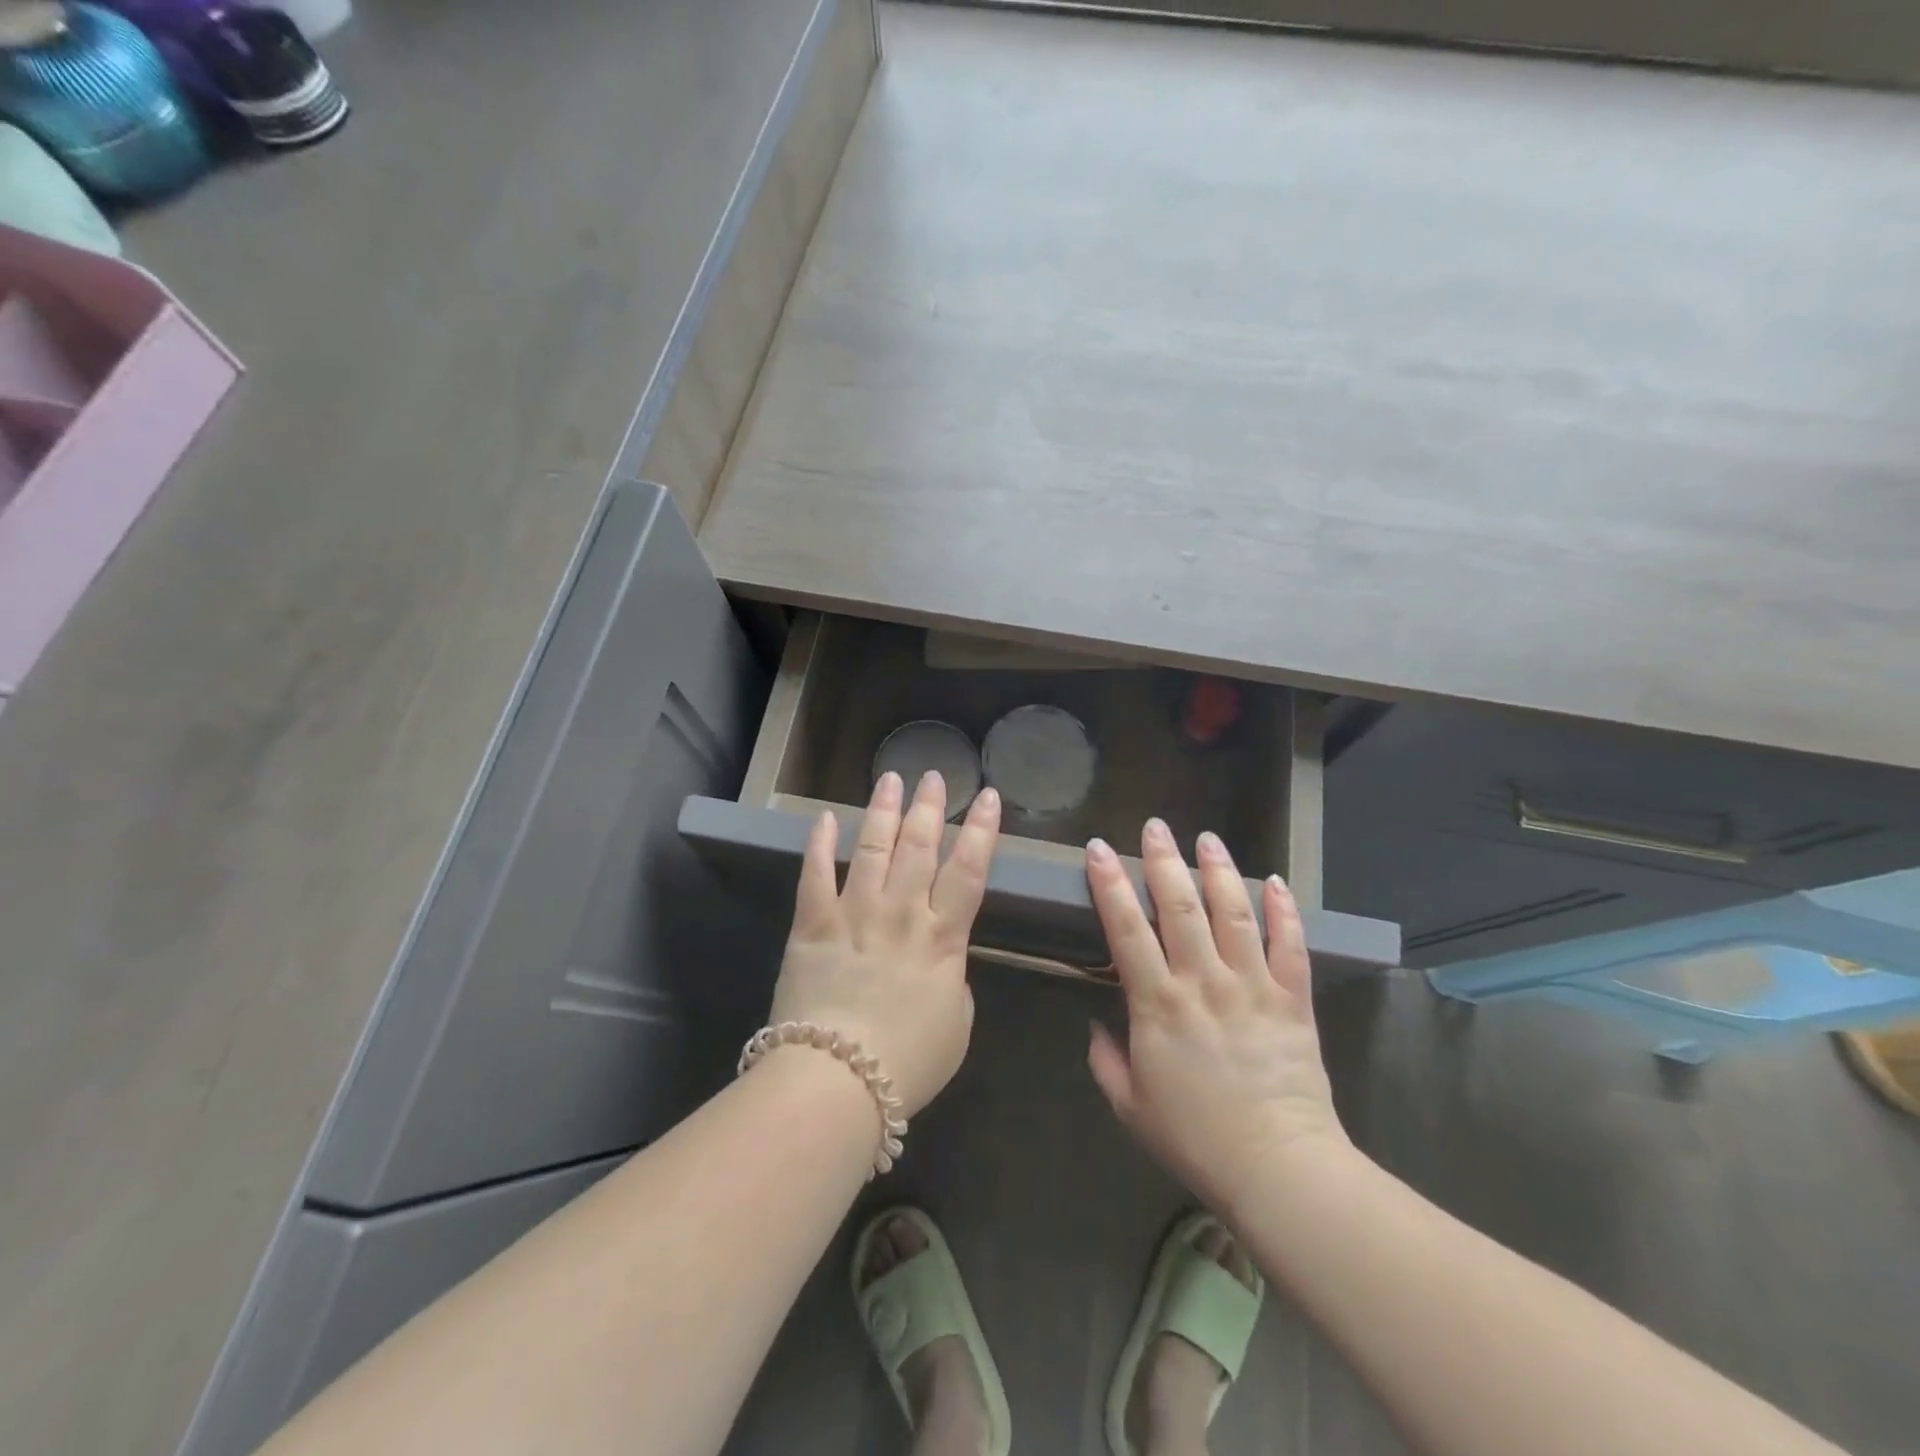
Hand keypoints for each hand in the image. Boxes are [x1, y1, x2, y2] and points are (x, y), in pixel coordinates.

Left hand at [767, 770, 1000, 1117]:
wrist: (839, 1080)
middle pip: (919, 847)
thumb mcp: (957, 1024)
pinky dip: (819, 844)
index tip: (989, 796)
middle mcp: (901, 913)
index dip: (982, 830)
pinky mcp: (812, 925)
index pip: (970, 870)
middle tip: (934, 775)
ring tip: (890, 779)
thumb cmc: (909, 1061)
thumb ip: (954, 979)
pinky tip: (825, 818)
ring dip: (882, 811)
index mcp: (943, 937)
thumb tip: (942, 960)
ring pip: (872, 848)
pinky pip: (815, 875)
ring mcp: (854, 914)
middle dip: (929, 807)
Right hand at [1084, 819, 1349, 1214]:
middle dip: (1163, 861)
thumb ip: (1106, 1060)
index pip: (1126, 929)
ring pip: (1233, 913)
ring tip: (1207, 838)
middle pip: (1179, 907)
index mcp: (1158, 1004)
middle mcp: (1203, 981)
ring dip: (1218, 871)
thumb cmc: (1195, 1139)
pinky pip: (1289, 945)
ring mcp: (1251, 986)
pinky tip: (1275, 883)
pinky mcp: (1292, 999)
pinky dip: (1284, 911)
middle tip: (1155, 826)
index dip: (1109, 884)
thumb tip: (1096, 1023)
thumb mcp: (1130, 1106)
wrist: (1277, 1168)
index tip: (1098, 849)